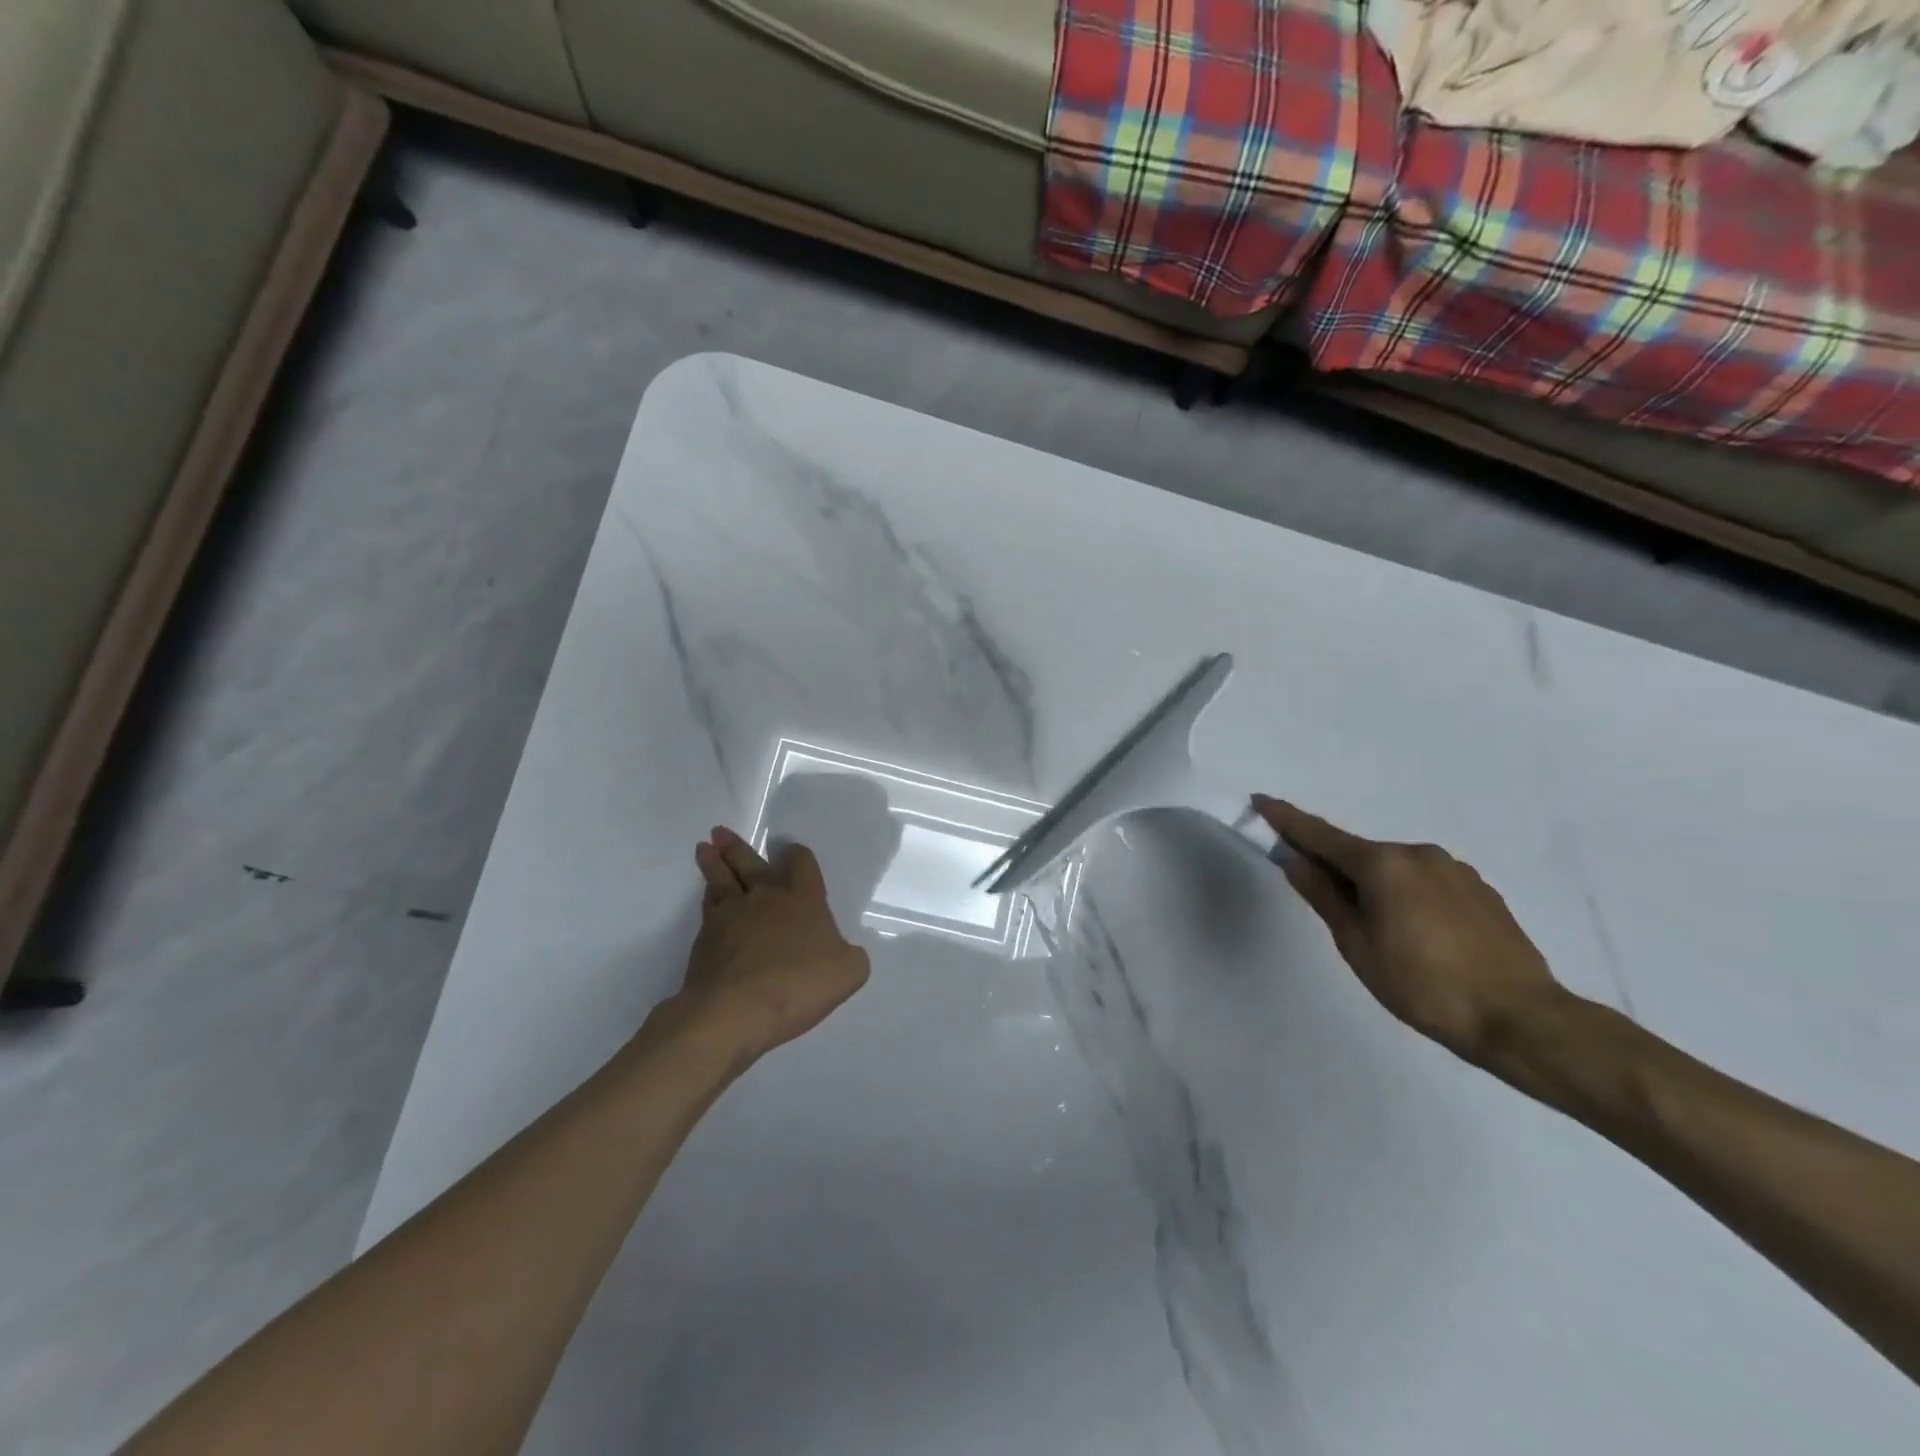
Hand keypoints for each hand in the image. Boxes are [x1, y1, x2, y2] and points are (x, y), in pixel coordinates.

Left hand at [664, 825, 869, 1063]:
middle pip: (750, 862)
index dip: (796, 855)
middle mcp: (765, 897)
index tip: (790, 851)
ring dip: (714, 862)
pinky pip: (708, 907)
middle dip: (737, 847)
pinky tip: (707, 894)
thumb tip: (842, 951)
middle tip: (719, 832)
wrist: (735, 1011)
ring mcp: (731, 915)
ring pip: (721, 879)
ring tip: (704, 848)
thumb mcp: (848, 973)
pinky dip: (707, 896)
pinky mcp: (705, 939)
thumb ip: (850, 956)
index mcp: (803, 898)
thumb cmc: (798, 985)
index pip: (800, 863)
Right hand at [1251, 796, 1565, 1065]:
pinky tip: (1420, 936)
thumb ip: (1324, 897)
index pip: (1320, 835)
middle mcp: (1418, 853)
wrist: (1520, 1018)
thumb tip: (1295, 862)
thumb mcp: (1357, 944)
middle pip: (1360, 854)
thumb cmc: (1422, 984)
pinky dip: (1409, 896)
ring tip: (1383, 935)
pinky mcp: (1481, 890)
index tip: (1259, 801)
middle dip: (1337, 869)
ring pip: (1396, 870)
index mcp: (1382, 864)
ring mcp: (1454, 870)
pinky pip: (1427, 883)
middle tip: (1329, 905)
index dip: (1286, 819)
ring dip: (1376, 886)